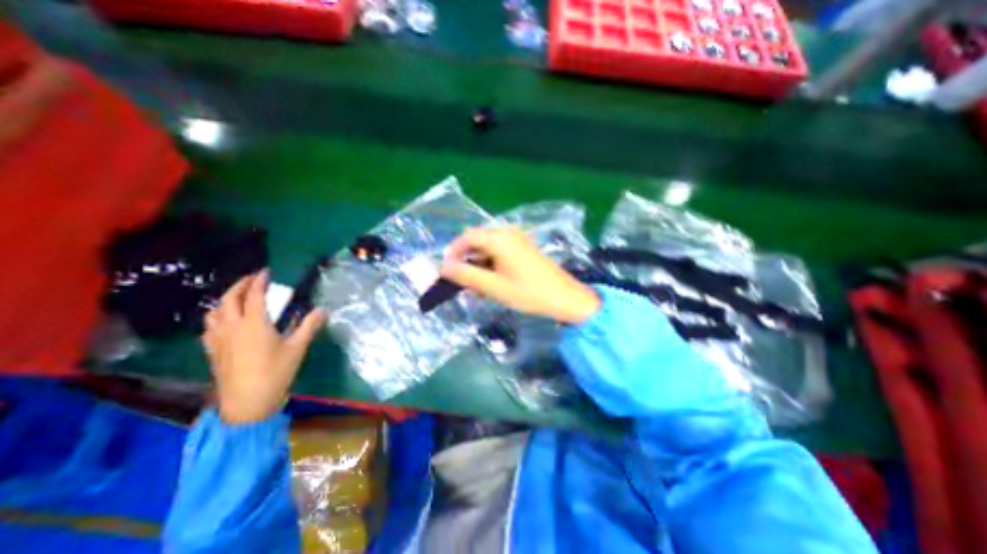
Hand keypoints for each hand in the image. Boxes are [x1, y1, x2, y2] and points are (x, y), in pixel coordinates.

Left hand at [204, 271, 326, 420]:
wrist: (247, 403)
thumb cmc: (276, 372)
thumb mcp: (297, 348)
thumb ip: (309, 326)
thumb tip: (322, 310)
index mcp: (254, 324)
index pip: (254, 295)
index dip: (259, 281)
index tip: (266, 271)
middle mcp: (232, 327)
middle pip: (229, 299)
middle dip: (240, 285)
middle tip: (252, 279)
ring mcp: (219, 339)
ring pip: (214, 312)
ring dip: (225, 299)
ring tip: (237, 297)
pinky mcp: (213, 351)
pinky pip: (209, 327)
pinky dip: (217, 316)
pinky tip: (224, 322)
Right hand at [441, 225, 601, 323]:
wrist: (565, 298)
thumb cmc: (528, 293)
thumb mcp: (493, 287)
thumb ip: (466, 275)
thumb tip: (443, 267)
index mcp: (499, 238)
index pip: (467, 237)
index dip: (453, 252)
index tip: (447, 271)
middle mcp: (508, 232)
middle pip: (477, 241)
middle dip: (467, 261)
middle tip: (464, 283)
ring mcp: (518, 239)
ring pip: (488, 248)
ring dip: (480, 265)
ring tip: (480, 288)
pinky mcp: (524, 247)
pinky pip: (500, 252)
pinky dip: (492, 265)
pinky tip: (494, 283)